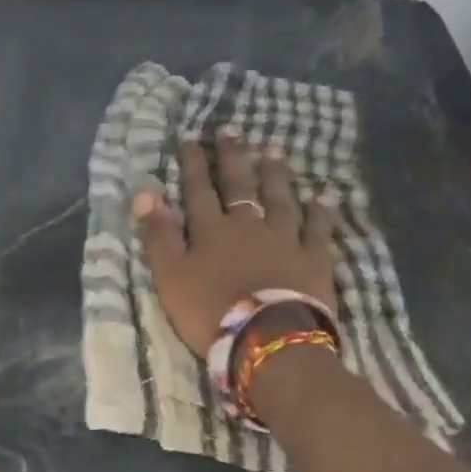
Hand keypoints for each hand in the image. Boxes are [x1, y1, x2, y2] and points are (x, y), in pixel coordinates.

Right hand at [133, 129, 337, 357]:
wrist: (266, 340)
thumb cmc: (210, 311)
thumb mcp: (170, 276)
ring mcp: (285, 240)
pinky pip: (319, 229)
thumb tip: (145, 192)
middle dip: (234, 157)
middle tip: (233, 131)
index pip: (199, 190)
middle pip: (241, 186)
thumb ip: (158, 235)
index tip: (192, 138)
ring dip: (276, 174)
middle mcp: (249, 226)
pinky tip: (325, 193)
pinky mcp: (314, 260)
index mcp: (212, 231)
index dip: (195, 164)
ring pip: (280, 199)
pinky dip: (321, 211)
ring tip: (274, 149)